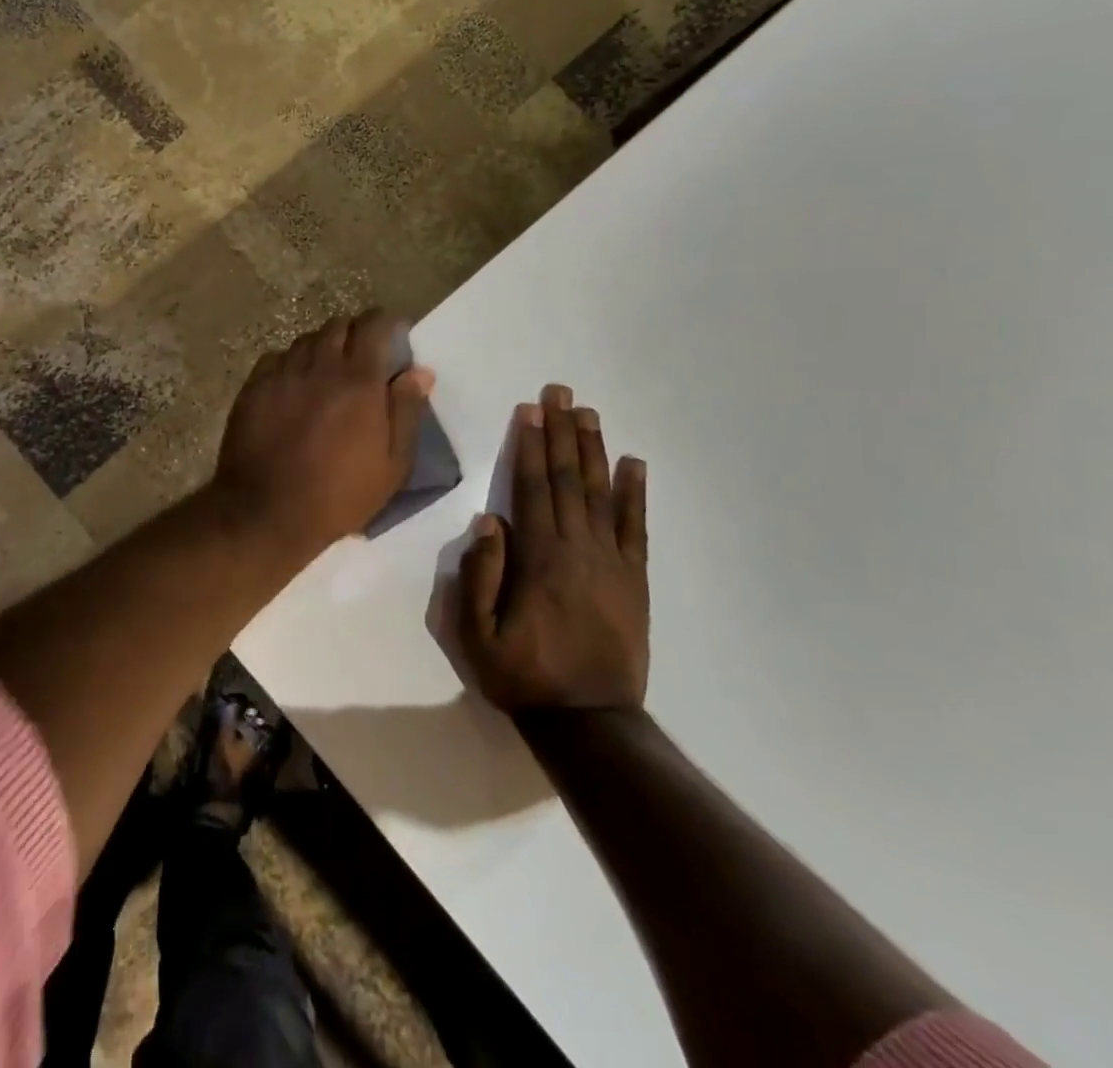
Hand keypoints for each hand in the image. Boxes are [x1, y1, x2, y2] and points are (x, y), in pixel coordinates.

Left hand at [213, 310, 433, 558]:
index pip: (374, 326)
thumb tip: (420, 372)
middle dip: (355, 332)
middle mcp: (320, 366)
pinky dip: (290, 363)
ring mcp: (282, 374)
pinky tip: (293, 384)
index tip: (394, 334)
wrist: (266, 512)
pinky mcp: (254, 388)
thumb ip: (406, 412)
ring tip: (327, 371)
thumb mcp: (392, 464)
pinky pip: (276, 359)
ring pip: (306, 340)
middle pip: (338, 325)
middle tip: (362, 356)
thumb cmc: (339, 495)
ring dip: (323, 347)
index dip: (387, 323)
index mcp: (359, 381)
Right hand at [455, 385, 648, 712]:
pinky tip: (634, 463)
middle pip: (568, 479)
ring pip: (601, 493)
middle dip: (561, 432)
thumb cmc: (524, 676)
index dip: (530, 446)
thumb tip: (488, 522)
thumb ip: (479, 576)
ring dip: (593, 450)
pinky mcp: (634, 579)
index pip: (532, 488)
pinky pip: (635, 527)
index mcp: (539, 558)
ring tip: (588, 413)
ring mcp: (611, 562)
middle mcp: (578, 548)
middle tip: (560, 391)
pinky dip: (636, 493)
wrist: (590, 721)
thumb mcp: (477, 636)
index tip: (531, 409)